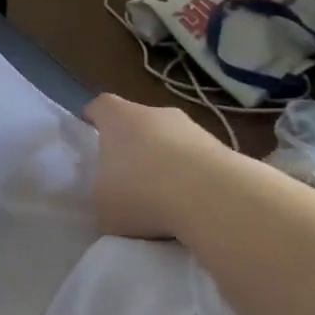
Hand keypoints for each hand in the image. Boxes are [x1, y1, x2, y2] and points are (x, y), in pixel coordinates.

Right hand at [83, 93, 224, 239]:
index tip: (91, 135)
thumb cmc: (142, 194)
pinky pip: (198, 161)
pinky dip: (193, 178)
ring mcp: (193, 128)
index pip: (100, 106)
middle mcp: (155, 114)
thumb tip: (112, 204)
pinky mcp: (223, 149)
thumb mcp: (103, 207)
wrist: (214, 199)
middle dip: (132, 145)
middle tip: (126, 176)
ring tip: (163, 199)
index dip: (94, 119)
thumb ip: (103, 199)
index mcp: (118, 118)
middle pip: (138, 122)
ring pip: (171, 140)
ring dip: (166, 162)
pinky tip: (191, 207)